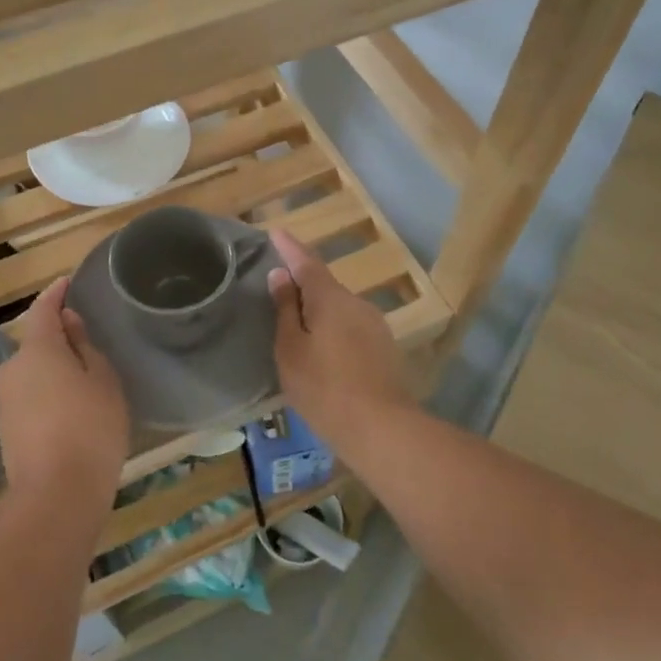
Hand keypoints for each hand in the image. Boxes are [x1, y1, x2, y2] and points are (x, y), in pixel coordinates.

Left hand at [0, 278, 129, 511]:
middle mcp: (12, 368)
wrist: (55, 496)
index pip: (44, 308)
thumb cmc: (90, 428)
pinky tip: (69, 412)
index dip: (56, 294)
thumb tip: (68, 322)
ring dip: (53, 371)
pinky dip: (47, 395)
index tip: (67, 283)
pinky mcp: (5, 428)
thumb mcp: (102, 380)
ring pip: (32, 372)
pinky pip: (29, 397)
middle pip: (37, 343)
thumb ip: (84, 346)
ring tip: (85, 383)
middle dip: (59, 340)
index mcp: (37, 349)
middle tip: (89, 345)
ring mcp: (4, 400)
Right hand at [267, 229, 414, 448]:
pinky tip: (324, 351)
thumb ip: (286, 309)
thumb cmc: (324, 387)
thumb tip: (282, 275)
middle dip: (303, 283)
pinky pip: (351, 328)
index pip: (306, 262)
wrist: (381, 428)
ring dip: (319, 311)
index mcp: (330, 298)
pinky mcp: (384, 348)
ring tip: (298, 326)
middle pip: (325, 285)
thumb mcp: (291, 349)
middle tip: (280, 288)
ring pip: (339, 309)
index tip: (276, 232)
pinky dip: (333, 330)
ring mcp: (375, 325)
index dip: (290, 248)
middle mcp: (356, 303)